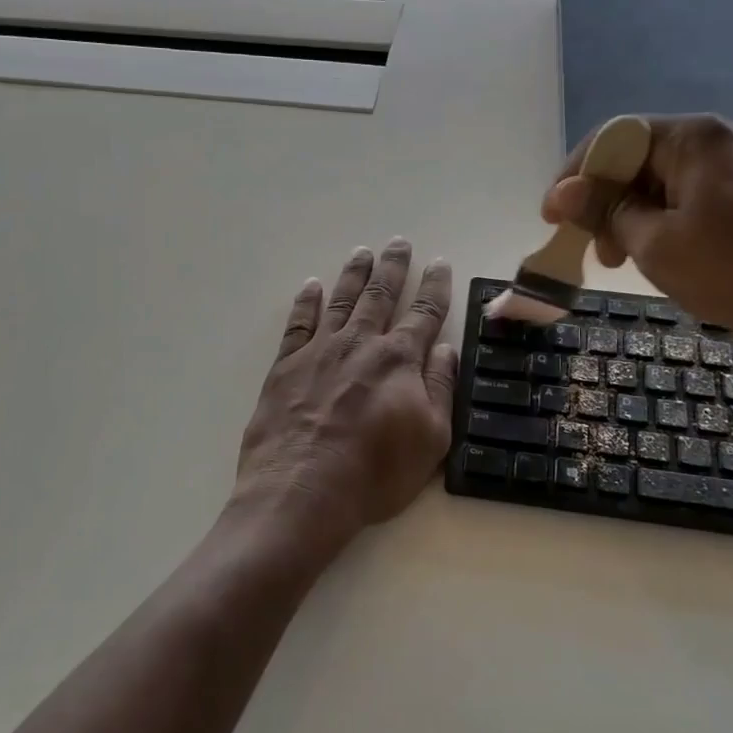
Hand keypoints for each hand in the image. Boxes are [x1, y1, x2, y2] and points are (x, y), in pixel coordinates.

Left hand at [233, 239, 458, 547]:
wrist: (302, 491)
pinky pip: (298, 323)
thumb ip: (440, 388)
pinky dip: (305, 301)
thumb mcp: (430, 439)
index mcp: (399, 359)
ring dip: (354, 274)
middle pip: (380, 295)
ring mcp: (319, 350)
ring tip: (362, 251)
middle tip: (399, 242)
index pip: (424, 313)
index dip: (435, 287)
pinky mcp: (286, 365)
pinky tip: (311, 285)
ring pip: (341, 299)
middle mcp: (360, 343)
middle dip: (393, 266)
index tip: (440, 263)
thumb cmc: (374, 472)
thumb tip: (446, 348)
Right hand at [542, 114, 732, 354]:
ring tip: (627, 261)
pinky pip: (699, 193)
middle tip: (595, 251)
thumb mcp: (656, 244)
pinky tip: (669, 255)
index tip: (551, 218)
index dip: (575, 176)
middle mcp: (723, 136)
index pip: (613, 137)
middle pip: (641, 157)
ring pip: (669, 179)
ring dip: (636, 215)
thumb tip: (563, 191)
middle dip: (607, 201)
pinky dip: (670, 219)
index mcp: (694, 137)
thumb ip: (606, 211)